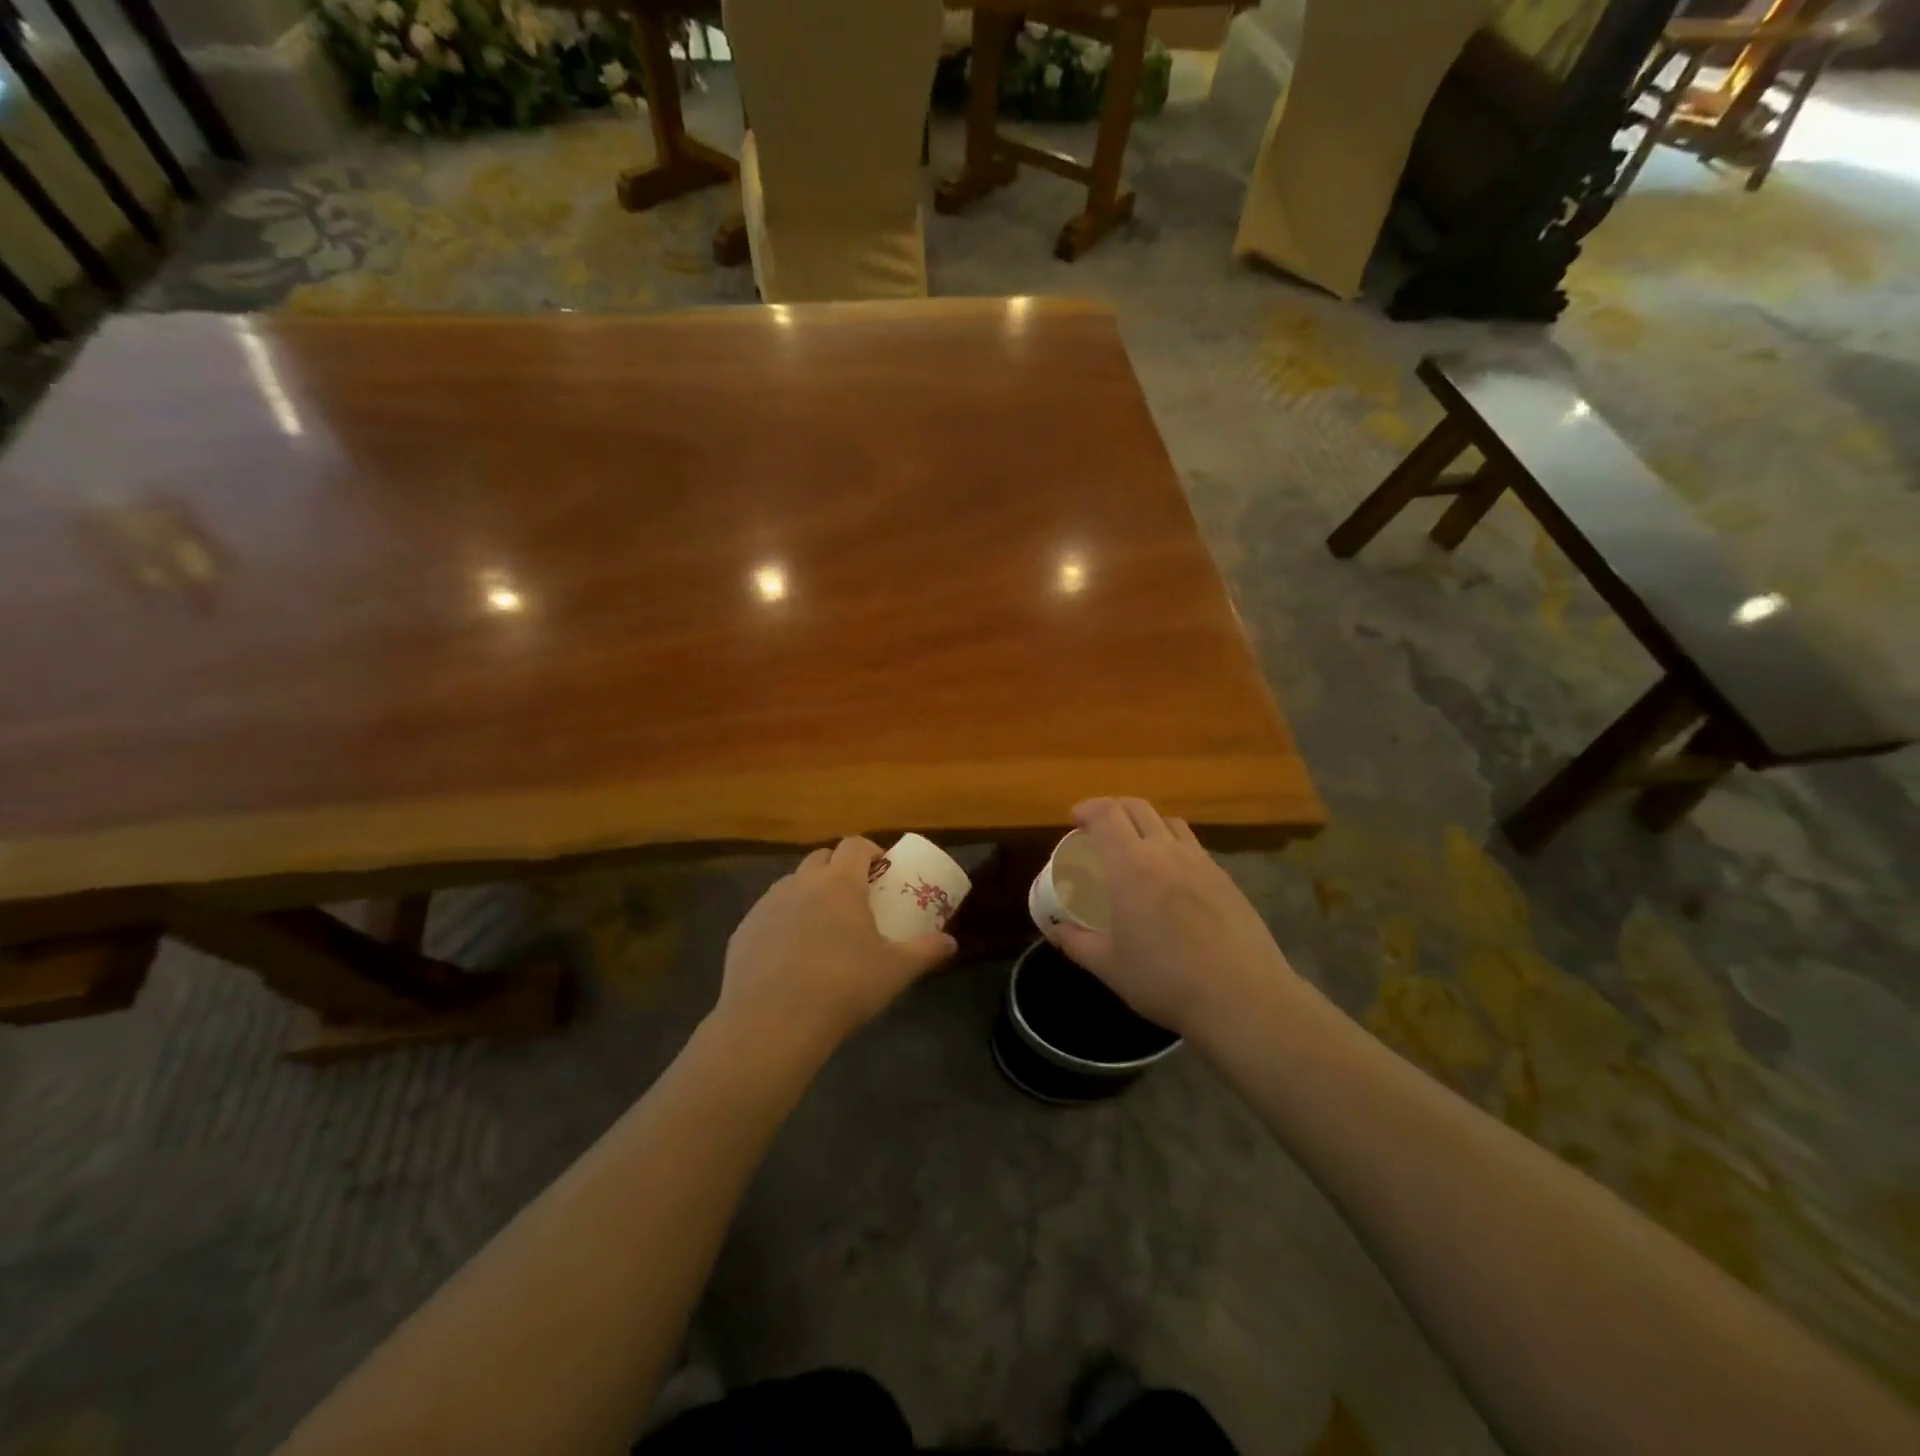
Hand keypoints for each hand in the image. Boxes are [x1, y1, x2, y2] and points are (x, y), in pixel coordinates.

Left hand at [717, 837, 957, 1056]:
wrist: (772, 1023)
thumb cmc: (843, 988)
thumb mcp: (895, 971)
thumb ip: (926, 951)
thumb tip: (951, 942)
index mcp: (839, 883)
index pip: (855, 845)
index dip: (870, 851)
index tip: (881, 871)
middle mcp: (800, 883)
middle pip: (821, 858)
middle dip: (838, 869)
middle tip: (854, 898)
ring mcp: (767, 905)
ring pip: (792, 884)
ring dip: (809, 893)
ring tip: (822, 927)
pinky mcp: (742, 931)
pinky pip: (768, 914)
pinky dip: (783, 922)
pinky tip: (790, 956)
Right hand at [1049, 798, 1297, 1041]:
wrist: (1241, 998)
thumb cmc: (1164, 979)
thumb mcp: (1108, 965)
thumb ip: (1076, 942)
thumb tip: (1055, 929)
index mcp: (1131, 865)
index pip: (1107, 814)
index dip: (1088, 808)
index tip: (1074, 820)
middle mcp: (1166, 852)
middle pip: (1139, 808)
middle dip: (1114, 809)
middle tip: (1099, 830)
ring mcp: (1201, 863)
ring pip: (1170, 823)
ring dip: (1146, 823)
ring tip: (1136, 847)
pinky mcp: (1226, 880)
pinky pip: (1193, 847)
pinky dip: (1173, 846)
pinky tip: (1172, 877)